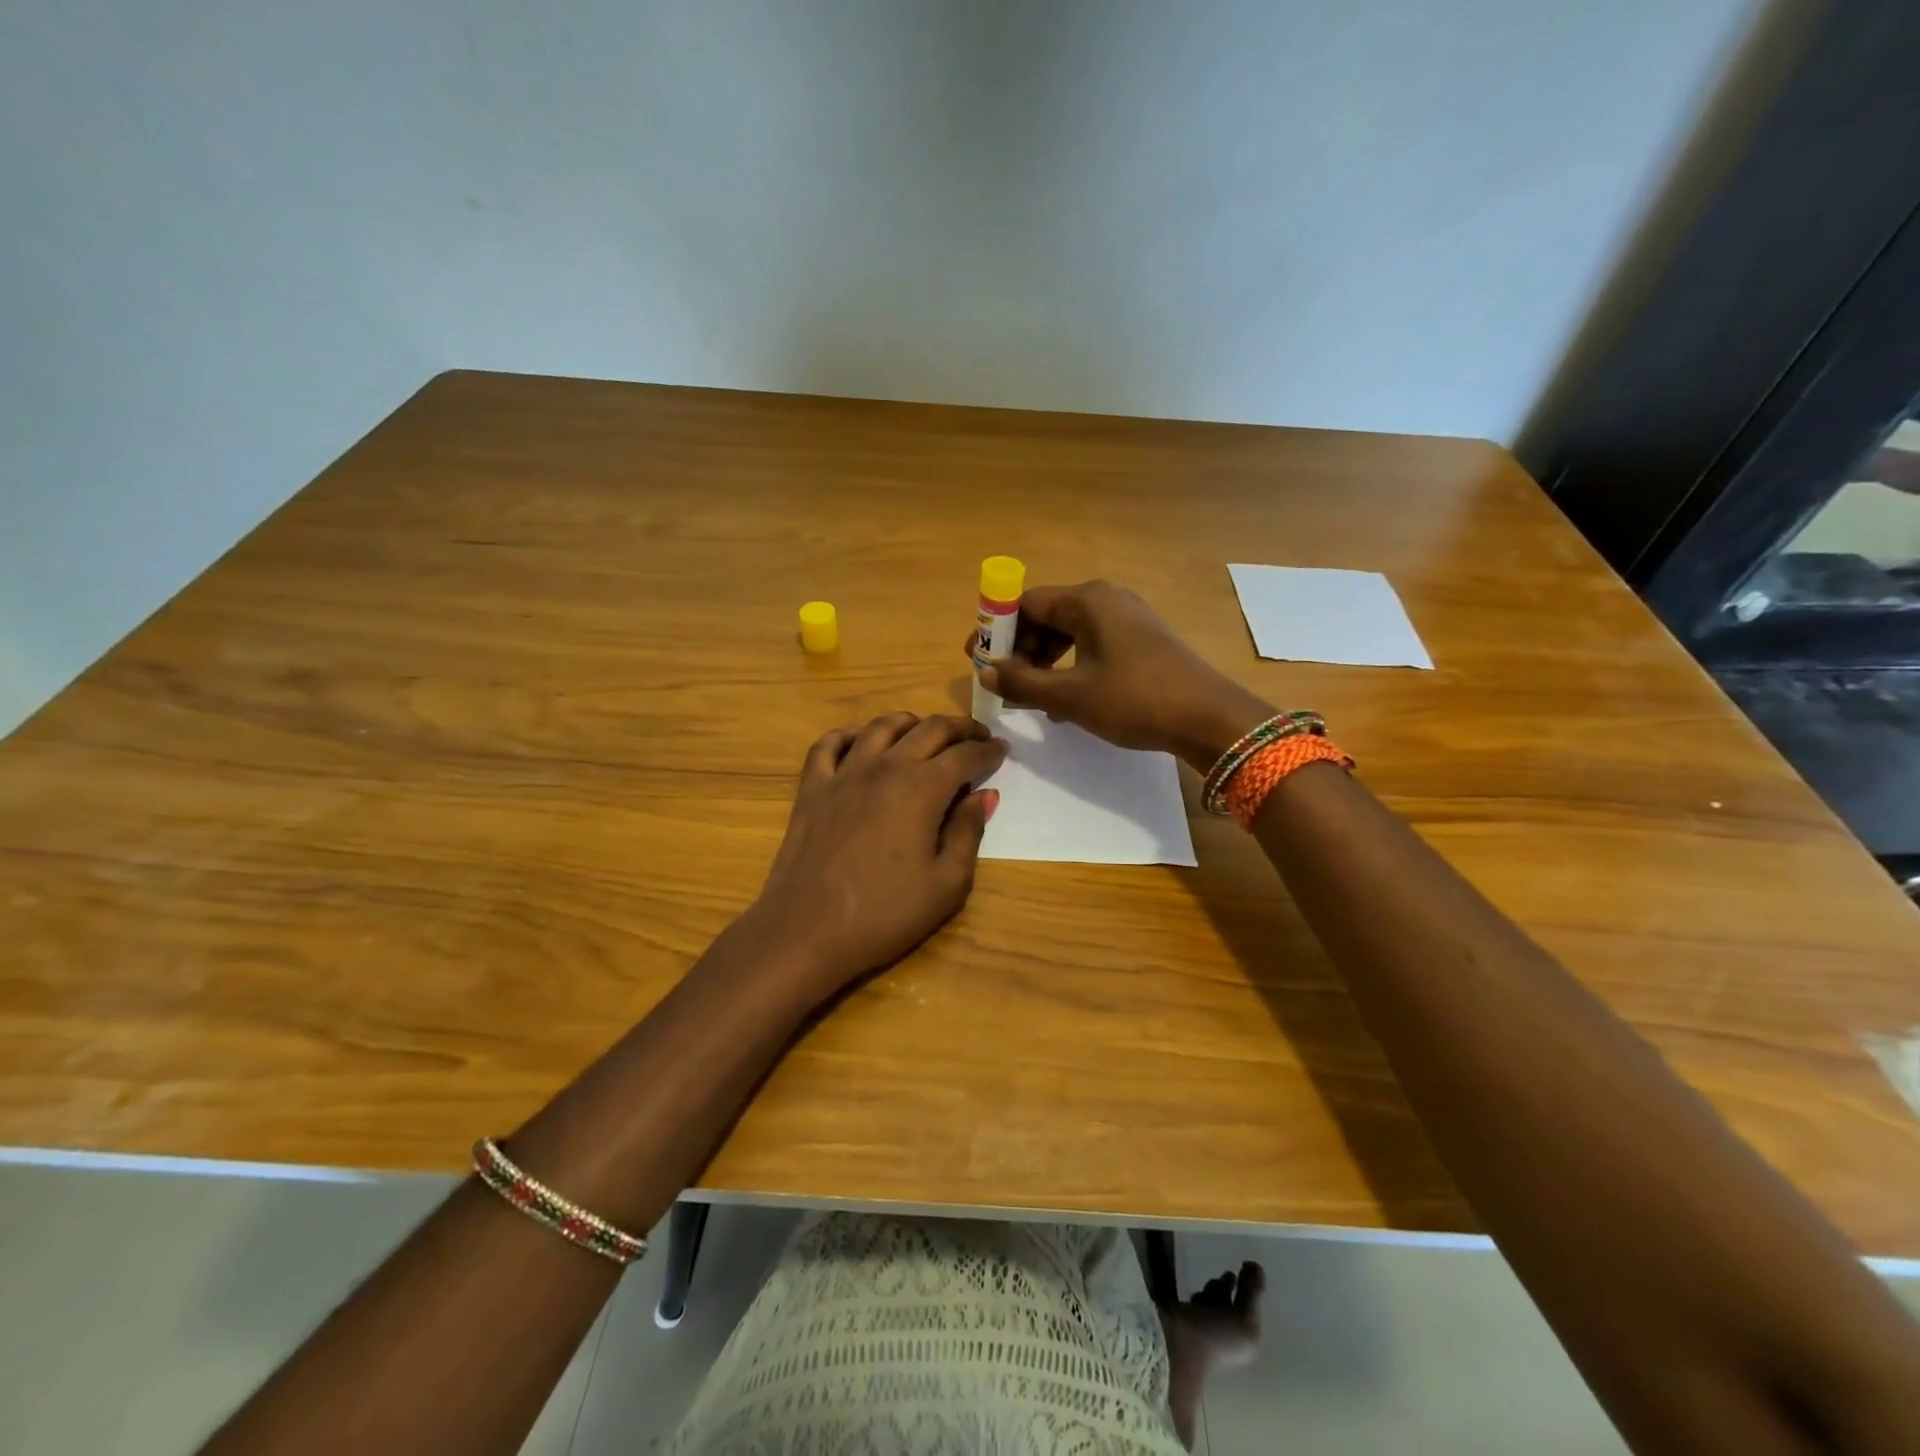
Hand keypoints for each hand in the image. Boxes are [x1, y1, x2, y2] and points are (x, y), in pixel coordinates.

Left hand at [744, 712, 1005, 998]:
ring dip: (910, 722)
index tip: (1001, 750)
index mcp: (922, 788)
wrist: (806, 931)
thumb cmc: (884, 914)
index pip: (964, 755)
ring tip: (924, 730)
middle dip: (959, 728)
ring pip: (881, 727)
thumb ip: (969, 832)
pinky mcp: (812, 788)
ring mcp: (844, 773)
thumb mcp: (946, 884)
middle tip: (976, 735)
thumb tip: (984, 795)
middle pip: (929, 730)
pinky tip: (861, 740)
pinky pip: (829, 744)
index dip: (987, 750)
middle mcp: (885, 767)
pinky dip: (849, 734)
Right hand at [971, 580, 1272, 769]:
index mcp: (1088, 600)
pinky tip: (1061, 700)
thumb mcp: (1071, 696)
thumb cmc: (1135, 700)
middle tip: (1001, 682)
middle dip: (1019, 648)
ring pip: (1068, 633)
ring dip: (1042, 661)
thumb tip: (986, 674)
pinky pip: (1089, 645)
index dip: (996, 629)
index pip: (1026, 603)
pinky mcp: (1138, 641)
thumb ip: (1022, 683)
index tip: (976, 658)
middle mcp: (1106, 600)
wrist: (1208, 717)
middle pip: (1046, 615)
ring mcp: (1126, 619)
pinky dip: (1068, 666)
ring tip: (1028, 695)